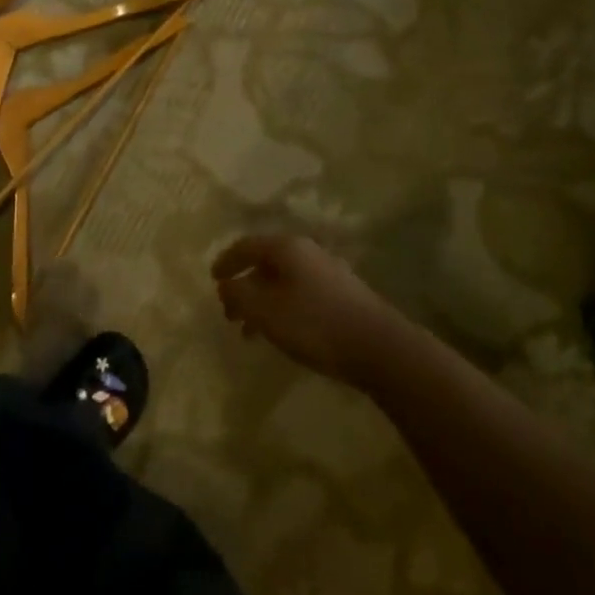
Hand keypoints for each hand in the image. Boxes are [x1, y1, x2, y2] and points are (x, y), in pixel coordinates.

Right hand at [211, 234, 403, 384]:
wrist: (381, 348)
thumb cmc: (314, 324)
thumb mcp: (264, 310)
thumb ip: (238, 294)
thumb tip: (226, 285)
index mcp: (286, 248)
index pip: (245, 246)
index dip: (226, 261)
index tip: (213, 279)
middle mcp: (308, 252)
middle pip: (266, 263)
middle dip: (244, 286)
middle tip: (230, 311)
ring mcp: (329, 273)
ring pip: (284, 282)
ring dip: (263, 302)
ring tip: (252, 332)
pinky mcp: (344, 296)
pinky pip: (301, 294)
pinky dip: (283, 309)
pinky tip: (283, 334)